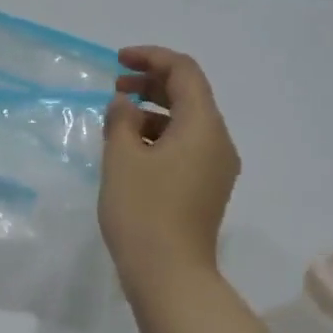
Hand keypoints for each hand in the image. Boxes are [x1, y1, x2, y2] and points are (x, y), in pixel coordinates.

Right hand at [99, 46, 239, 293]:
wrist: (169, 274)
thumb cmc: (142, 211)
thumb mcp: (121, 158)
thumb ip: (120, 120)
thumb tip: (124, 104)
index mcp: (203, 126)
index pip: (184, 72)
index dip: (151, 58)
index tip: (117, 61)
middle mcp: (218, 141)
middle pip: (189, 96)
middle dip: (151, 84)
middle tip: (114, 88)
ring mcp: (216, 168)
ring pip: (186, 124)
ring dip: (153, 112)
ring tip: (116, 122)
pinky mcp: (206, 189)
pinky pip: (186, 148)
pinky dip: (159, 138)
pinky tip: (131, 151)